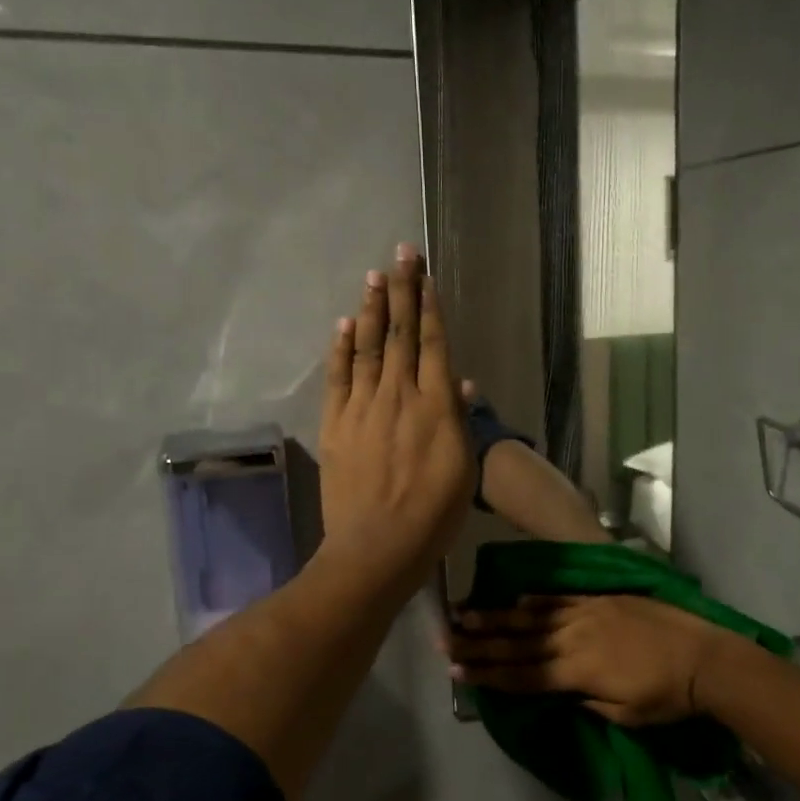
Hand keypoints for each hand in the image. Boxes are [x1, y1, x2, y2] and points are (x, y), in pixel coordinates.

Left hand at [317, 244, 474, 598]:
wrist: (378, 546)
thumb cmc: (433, 514)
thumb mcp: (463, 469)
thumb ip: (461, 421)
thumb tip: (462, 383)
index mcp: (436, 405)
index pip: (433, 343)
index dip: (429, 306)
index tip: (425, 274)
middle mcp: (399, 395)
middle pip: (400, 334)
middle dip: (401, 291)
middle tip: (400, 254)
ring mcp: (363, 408)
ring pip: (367, 348)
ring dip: (370, 310)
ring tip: (374, 277)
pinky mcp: (336, 425)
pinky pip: (338, 377)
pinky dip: (341, 349)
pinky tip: (343, 326)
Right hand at [448, 595, 732, 725]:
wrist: (704, 655)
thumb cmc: (666, 695)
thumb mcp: (623, 714)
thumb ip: (585, 700)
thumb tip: (559, 691)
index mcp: (577, 672)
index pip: (522, 674)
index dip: (488, 674)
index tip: (456, 670)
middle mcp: (574, 638)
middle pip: (518, 642)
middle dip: (480, 642)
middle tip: (446, 638)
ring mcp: (587, 613)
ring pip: (533, 616)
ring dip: (498, 616)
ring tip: (467, 613)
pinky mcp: (602, 600)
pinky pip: (562, 598)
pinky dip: (537, 599)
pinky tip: (517, 597)